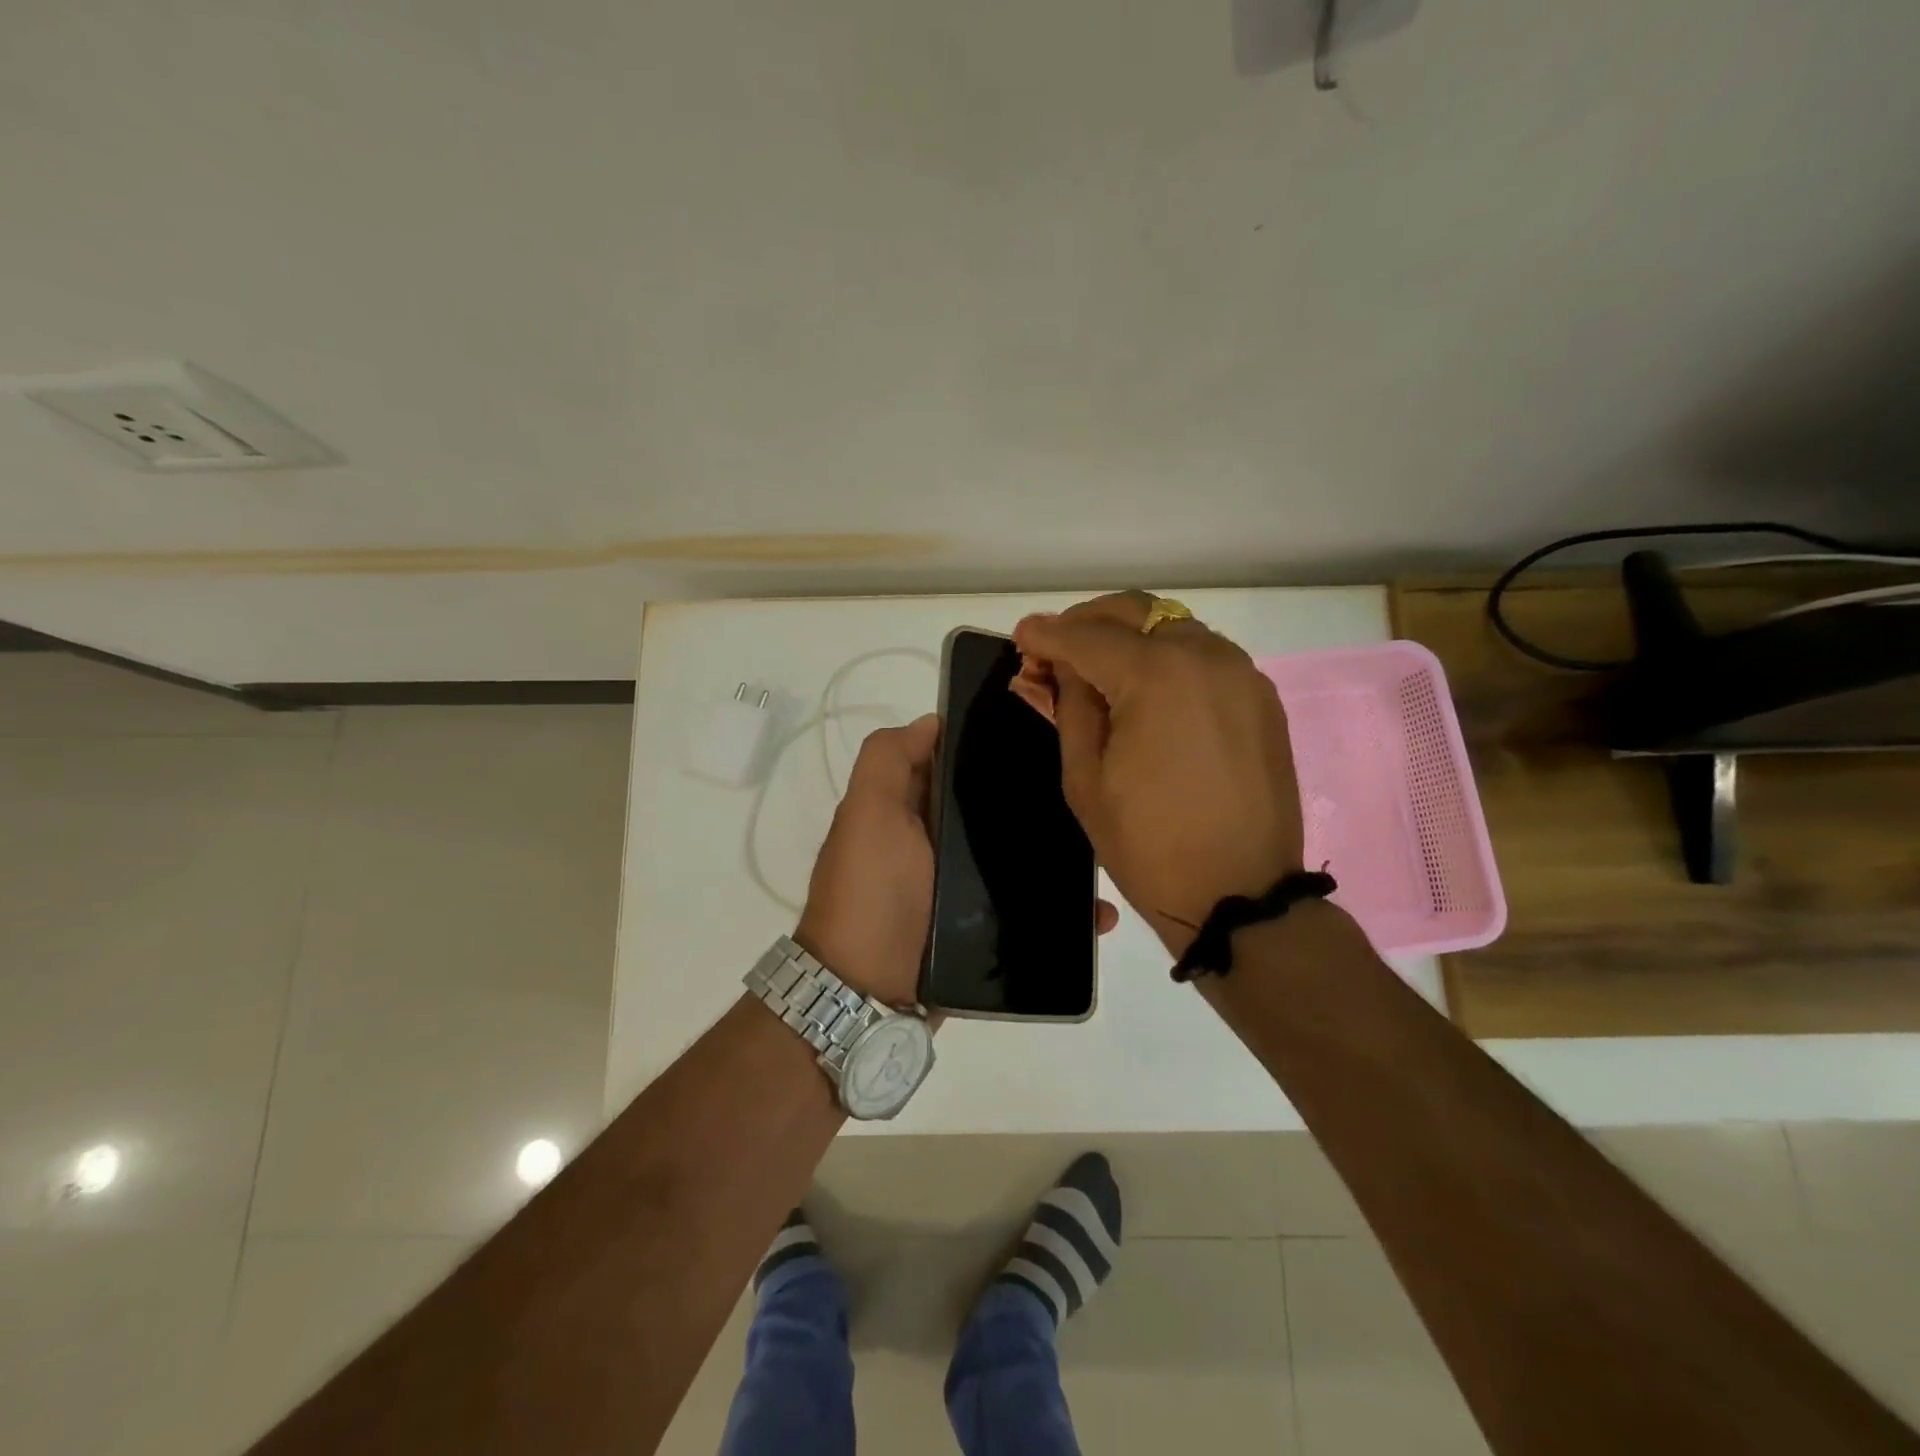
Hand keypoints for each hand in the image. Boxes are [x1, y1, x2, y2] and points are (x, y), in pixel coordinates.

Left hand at [796, 711, 1123, 1005]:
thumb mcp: (867, 814)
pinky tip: (1099, 913)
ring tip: (1106, 854)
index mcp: (912, 809)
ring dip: (1060, 856)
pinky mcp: (986, 929)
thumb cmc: (870, 891)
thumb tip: (933, 721)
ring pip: (1020, 858)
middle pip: (996, 810)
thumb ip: (888, 761)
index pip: (957, 762)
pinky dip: (1063, 910)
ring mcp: (963, 889)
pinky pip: (1032, 909)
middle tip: (1090, 793)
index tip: (1044, 731)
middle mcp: (938, 843)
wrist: (867, 994)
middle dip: (1038, 801)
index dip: (991, 743)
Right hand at [1013, 592, 1305, 956]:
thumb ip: (1070, 708)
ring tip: (1099, 672)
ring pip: (1173, 627)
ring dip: (1130, 637)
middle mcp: (1205, 655)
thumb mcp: (1086, 779)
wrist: (1241, 895)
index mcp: (1156, 675)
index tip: (1021, 637)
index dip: (1046, 634)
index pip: (1086, 636)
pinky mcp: (1260, 697)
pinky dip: (1167, 658)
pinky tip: (1147, 693)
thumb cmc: (1149, 844)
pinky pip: (1204, 656)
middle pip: (1136, 611)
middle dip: (1088, 622)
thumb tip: (1057, 669)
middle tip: (1057, 650)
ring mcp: (1241, 673)